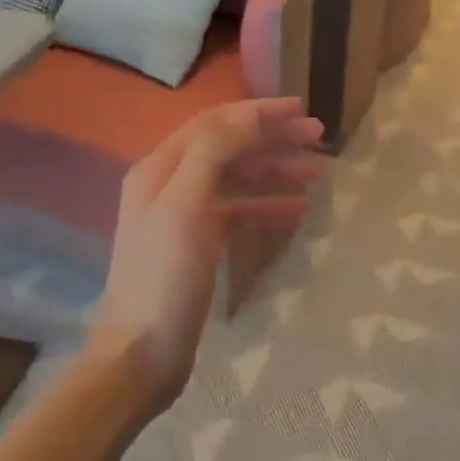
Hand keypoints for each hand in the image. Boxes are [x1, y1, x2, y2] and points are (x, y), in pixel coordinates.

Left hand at [91, 98, 323, 407]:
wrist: (142, 352)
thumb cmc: (165, 277)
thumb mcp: (186, 206)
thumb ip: (214, 153)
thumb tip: (249, 116)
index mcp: (161, 167)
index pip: (215, 123)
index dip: (258, 112)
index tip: (300, 108)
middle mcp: (169, 184)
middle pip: (228, 147)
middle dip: (272, 139)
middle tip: (317, 136)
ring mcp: (183, 216)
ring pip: (236, 179)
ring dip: (274, 171)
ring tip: (315, 172)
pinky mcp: (198, 245)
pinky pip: (237, 213)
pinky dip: (266, 207)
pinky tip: (296, 213)